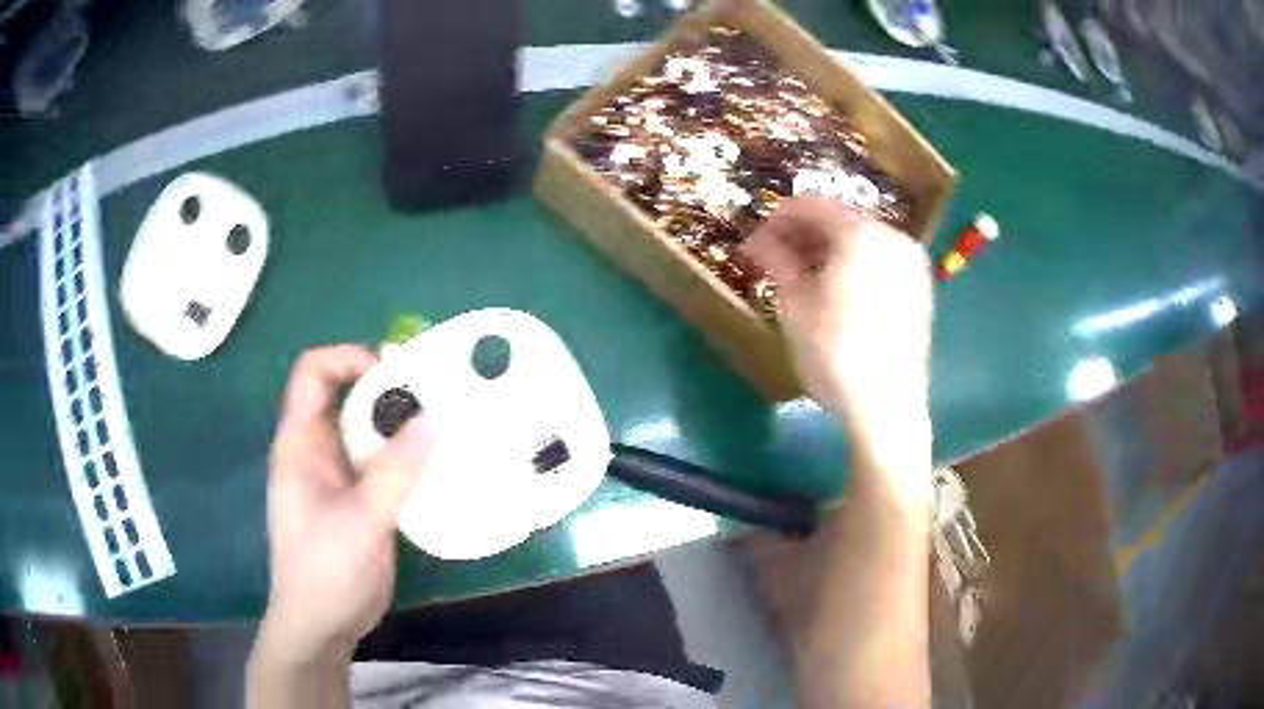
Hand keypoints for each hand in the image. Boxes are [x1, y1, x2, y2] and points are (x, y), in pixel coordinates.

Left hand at [259, 345, 436, 664]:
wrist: (323, 624)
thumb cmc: (323, 569)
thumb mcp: (358, 520)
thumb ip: (395, 471)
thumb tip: (435, 419)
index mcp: (300, 442)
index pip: (313, 373)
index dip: (347, 358)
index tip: (393, 372)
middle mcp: (319, 450)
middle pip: (349, 397)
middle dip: (389, 390)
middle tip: (437, 396)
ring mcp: (341, 476)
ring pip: (371, 432)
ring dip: (405, 427)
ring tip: (448, 425)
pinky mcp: (362, 500)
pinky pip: (386, 465)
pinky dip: (411, 459)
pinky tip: (442, 465)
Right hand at [740, 198, 932, 472]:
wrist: (887, 406)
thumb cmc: (835, 353)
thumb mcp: (796, 305)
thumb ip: (777, 261)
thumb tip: (757, 242)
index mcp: (862, 233)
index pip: (812, 206)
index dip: (778, 219)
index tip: (755, 240)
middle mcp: (893, 237)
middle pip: (840, 219)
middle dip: (803, 233)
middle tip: (773, 257)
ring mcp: (911, 263)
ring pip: (861, 239)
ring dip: (828, 249)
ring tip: (800, 274)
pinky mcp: (919, 288)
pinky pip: (880, 259)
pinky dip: (854, 263)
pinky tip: (834, 289)